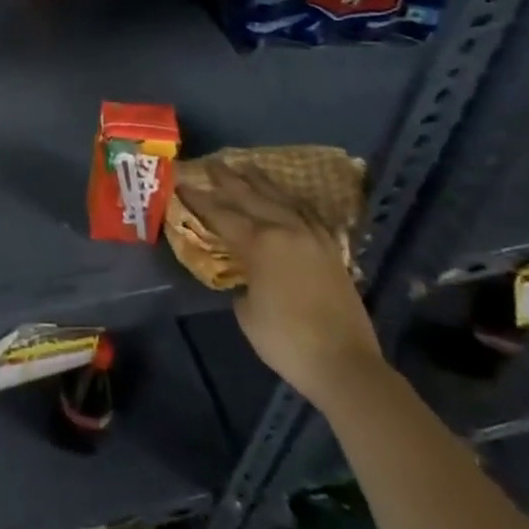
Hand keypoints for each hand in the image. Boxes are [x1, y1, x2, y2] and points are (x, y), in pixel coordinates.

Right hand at [174, 162, 382, 405]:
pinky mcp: (331, 251)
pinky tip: (287, 198)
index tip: (182, 182)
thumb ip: (242, 283)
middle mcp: (285, 230)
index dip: (199, 199)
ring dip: (261, 182)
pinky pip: (307, 214)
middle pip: (251, 197)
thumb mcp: (247, 312)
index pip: (221, 214)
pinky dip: (292, 202)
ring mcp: (312, 237)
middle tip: (211, 163)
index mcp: (260, 243)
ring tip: (247, 168)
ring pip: (282, 199)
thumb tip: (247, 277)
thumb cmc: (287, 341)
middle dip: (228, 180)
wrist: (346, 365)